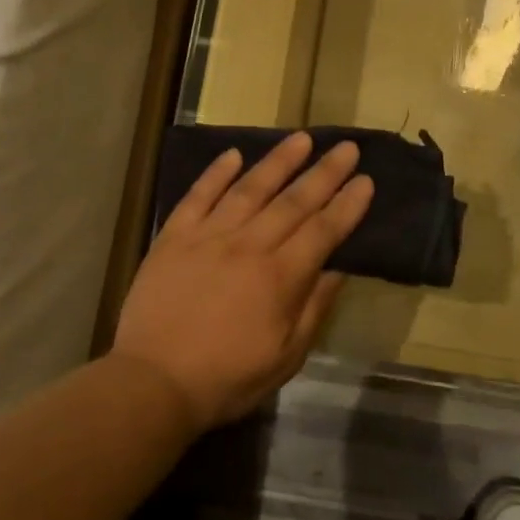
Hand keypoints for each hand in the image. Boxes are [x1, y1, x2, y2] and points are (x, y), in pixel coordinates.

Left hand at [111, 132, 374, 435]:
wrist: (154, 381)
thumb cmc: (227, 377)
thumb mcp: (286, 357)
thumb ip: (313, 309)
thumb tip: (337, 270)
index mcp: (280, 277)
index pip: (323, 230)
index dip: (347, 204)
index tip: (365, 180)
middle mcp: (249, 246)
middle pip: (293, 201)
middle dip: (324, 172)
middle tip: (346, 146)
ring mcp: (208, 237)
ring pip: (250, 188)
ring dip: (278, 161)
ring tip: (301, 138)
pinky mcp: (174, 237)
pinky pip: (198, 196)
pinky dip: (216, 173)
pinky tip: (233, 154)